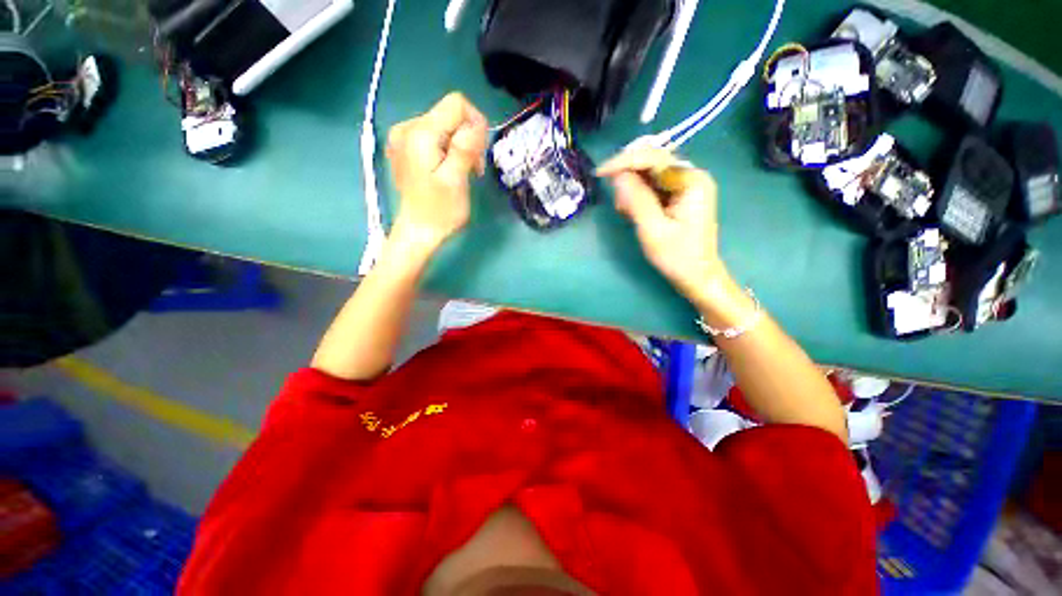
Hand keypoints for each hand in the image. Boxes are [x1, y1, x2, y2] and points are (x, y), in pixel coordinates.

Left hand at [386, 93, 488, 250]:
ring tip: (462, 172)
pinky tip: (448, 169)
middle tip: (472, 169)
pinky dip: (447, 149)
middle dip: (468, 138)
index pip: (456, 104)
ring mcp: (403, 137)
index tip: (479, 154)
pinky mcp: (406, 147)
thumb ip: (464, 148)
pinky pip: (434, 136)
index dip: (475, 123)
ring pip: (444, 125)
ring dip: (459, 145)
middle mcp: (407, 127)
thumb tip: (478, 124)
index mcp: (420, 133)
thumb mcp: (456, 181)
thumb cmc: (439, 211)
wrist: (417, 232)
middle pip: (450, 114)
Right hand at [597, 148, 731, 303]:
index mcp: (691, 180)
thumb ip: (636, 200)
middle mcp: (690, 175)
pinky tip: (633, 211)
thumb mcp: (653, 230)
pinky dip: (637, 195)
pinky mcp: (678, 194)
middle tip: (616, 202)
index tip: (601, 173)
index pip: (653, 157)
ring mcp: (685, 184)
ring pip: (649, 173)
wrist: (697, 276)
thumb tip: (617, 175)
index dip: (625, 161)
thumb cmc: (677, 256)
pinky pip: (652, 185)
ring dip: (631, 188)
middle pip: (652, 161)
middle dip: (628, 176)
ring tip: (625, 212)